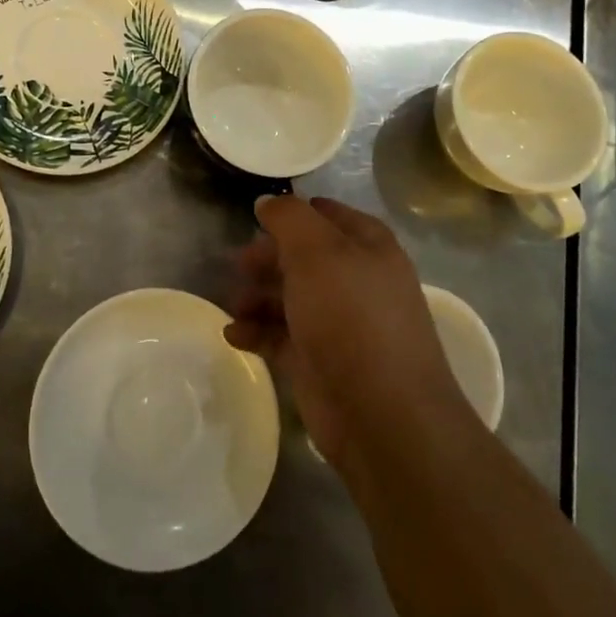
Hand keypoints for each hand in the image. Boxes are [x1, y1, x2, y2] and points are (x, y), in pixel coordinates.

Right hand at [225, 195, 464, 470]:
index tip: (259, 216)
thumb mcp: (317, 251)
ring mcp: (338, 324)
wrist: (381, 415)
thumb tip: (268, 202)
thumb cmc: (351, 316)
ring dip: (258, 296)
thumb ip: (289, 218)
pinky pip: (280, 337)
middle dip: (269, 257)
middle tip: (239, 263)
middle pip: (304, 257)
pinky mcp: (319, 363)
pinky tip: (233, 334)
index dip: (296, 213)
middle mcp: (356, 281)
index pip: (329, 215)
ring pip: (290, 297)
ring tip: (235, 303)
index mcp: (368, 247)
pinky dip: (257, 332)